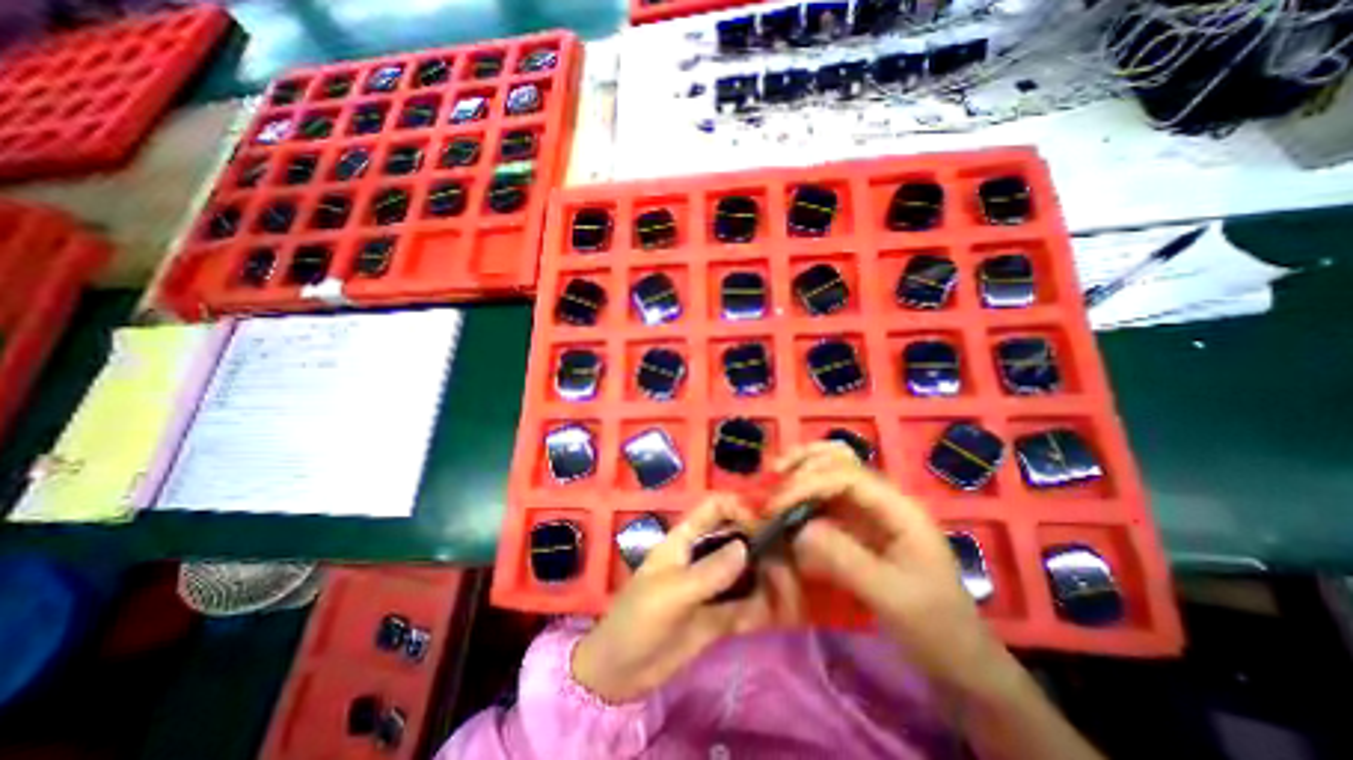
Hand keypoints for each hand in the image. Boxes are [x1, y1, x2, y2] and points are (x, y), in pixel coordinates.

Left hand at [574, 495, 801, 702]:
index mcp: (686, 540)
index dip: (739, 508)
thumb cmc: (639, 618)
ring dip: (766, 580)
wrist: (622, 671)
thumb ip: (709, 572)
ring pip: (746, 572)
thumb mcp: (672, 592)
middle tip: (785, 566)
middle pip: (738, 538)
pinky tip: (769, 616)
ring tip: (784, 595)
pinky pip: (745, 605)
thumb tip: (745, 547)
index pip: (715, 508)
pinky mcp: (718, 615)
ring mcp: (712, 586)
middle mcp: (703, 556)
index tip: (762, 526)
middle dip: (762, 547)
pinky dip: (759, 608)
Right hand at [765, 446, 1020, 699]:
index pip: (846, 476)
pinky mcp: (858, 527)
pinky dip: (804, 492)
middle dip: (804, 463)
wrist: (960, 659)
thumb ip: (844, 558)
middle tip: (773, 477)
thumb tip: (798, 529)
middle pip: (840, 460)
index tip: (777, 506)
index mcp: (898, 508)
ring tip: (776, 476)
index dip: (808, 483)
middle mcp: (883, 499)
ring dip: (803, 469)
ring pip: (832, 471)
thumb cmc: (934, 627)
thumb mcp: (891, 597)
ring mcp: (870, 511)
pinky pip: (827, 498)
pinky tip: (788, 500)